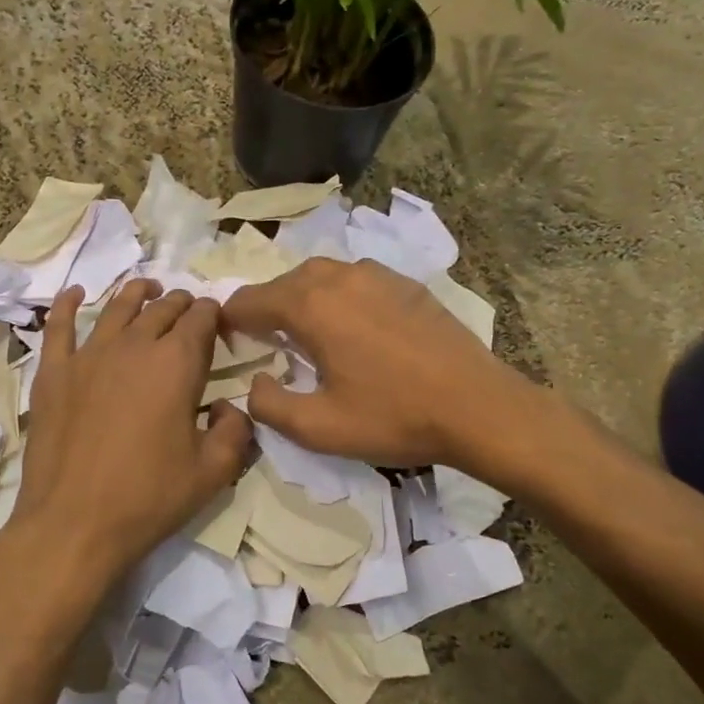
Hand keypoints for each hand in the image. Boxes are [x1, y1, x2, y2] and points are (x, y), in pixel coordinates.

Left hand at [2, 279, 253, 592]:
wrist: (73, 523)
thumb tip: (230, 408)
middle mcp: (134, 346)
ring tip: (147, 289)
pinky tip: (75, 293)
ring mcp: (88, 355)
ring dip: (137, 294)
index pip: (200, 319)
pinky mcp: (53, 373)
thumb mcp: (213, 472)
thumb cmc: (149, 497)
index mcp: (176, 364)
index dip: (212, 314)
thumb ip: (236, 431)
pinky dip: (67, 304)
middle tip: (188, 310)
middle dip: (180, 304)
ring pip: (117, 308)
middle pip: (161, 309)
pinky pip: (59, 326)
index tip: (218, 321)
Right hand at [223, 257, 529, 468]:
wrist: (477, 406)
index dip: (229, 321)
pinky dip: (338, 296)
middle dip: (265, 308)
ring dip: (302, 299)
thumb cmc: (393, 417)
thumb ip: (269, 405)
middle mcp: (339, 277)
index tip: (226, 342)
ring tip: (306, 333)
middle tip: (264, 342)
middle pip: (283, 283)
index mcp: (310, 306)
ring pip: (321, 276)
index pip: (249, 300)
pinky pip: (355, 280)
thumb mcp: (319, 428)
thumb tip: (254, 383)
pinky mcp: (406, 284)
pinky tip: (352, 327)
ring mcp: (377, 275)